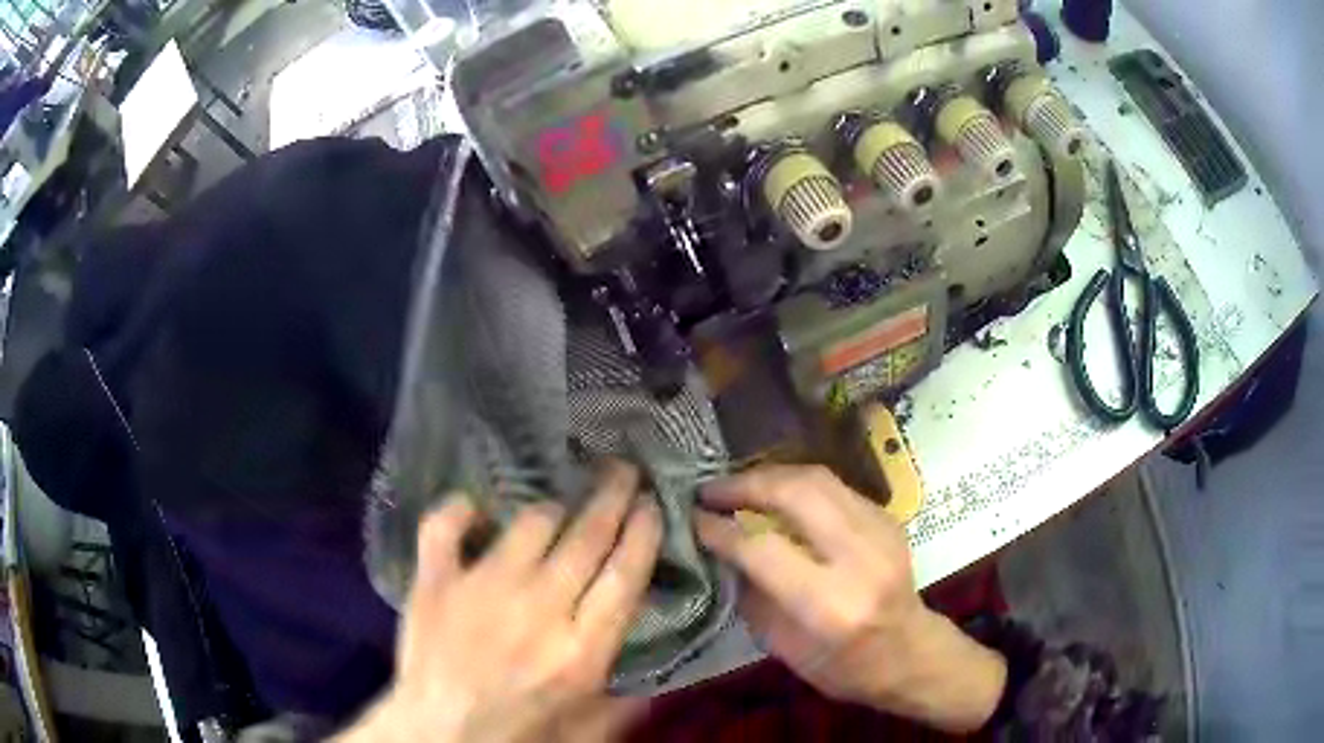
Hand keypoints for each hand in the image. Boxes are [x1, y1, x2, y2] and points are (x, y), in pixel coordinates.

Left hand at [337, 462, 661, 742]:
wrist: (438, 736)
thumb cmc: (517, 734)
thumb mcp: (587, 731)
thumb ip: (627, 702)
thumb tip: (658, 674)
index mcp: (581, 649)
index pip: (625, 573)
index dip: (643, 531)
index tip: (650, 504)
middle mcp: (538, 608)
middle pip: (587, 535)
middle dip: (613, 494)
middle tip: (622, 470)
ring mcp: (481, 588)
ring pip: (528, 522)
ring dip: (549, 510)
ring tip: (556, 510)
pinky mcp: (435, 582)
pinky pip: (445, 524)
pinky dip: (460, 509)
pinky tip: (475, 509)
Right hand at [695, 465, 1005, 732]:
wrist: (911, 653)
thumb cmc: (843, 667)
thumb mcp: (785, 648)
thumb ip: (752, 595)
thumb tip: (718, 549)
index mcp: (831, 604)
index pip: (764, 549)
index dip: (721, 530)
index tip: (691, 518)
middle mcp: (860, 558)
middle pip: (796, 494)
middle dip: (745, 485)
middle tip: (710, 490)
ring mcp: (881, 531)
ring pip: (817, 479)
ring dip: (769, 476)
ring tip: (736, 486)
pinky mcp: (888, 518)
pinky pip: (834, 487)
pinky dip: (797, 485)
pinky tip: (775, 496)